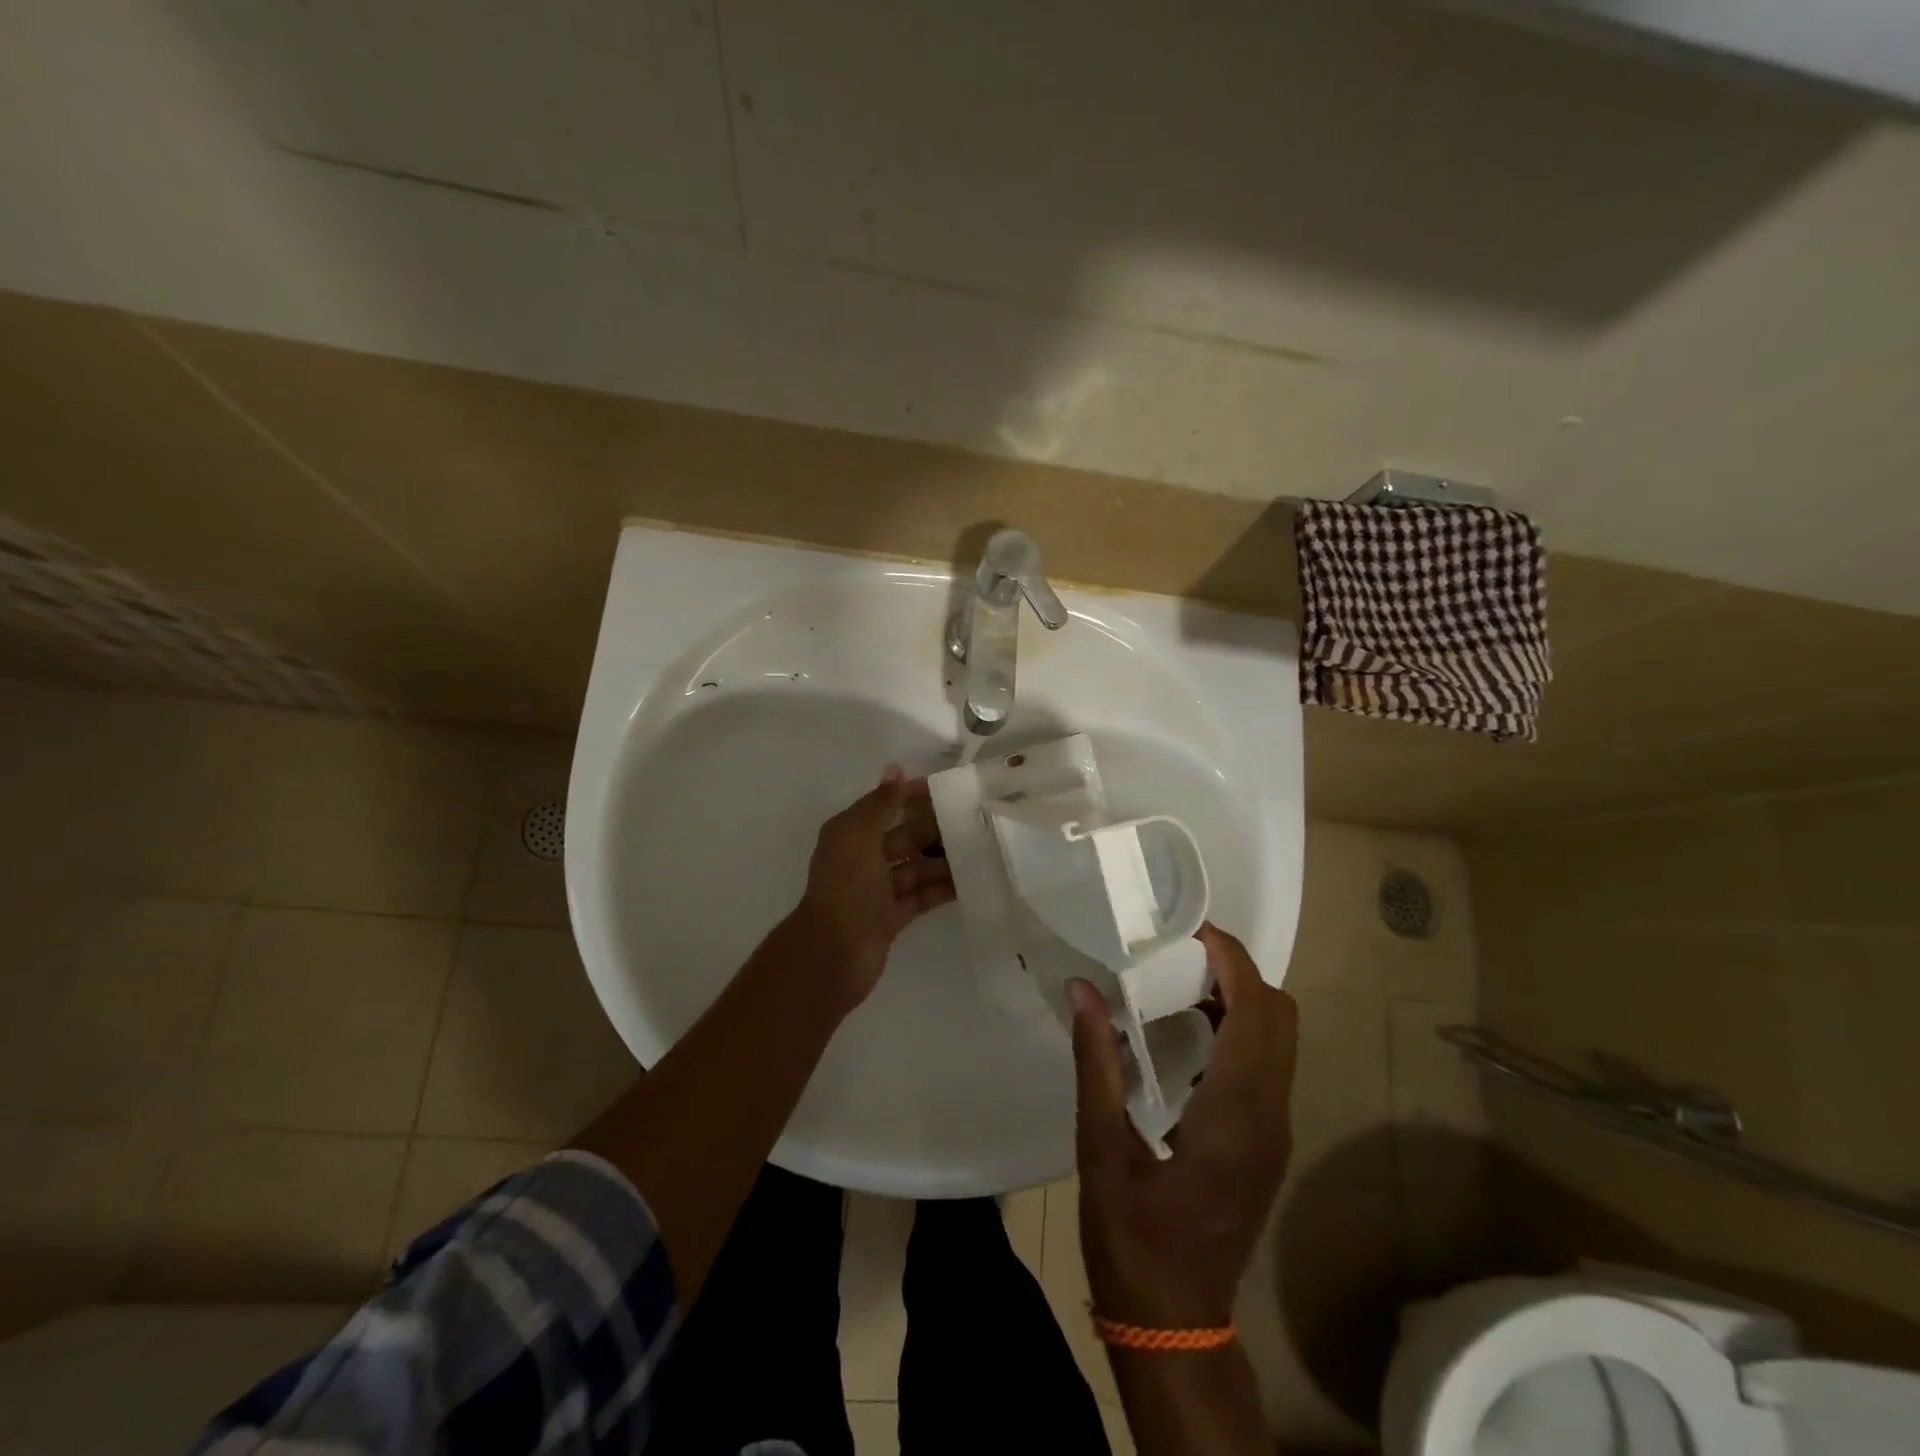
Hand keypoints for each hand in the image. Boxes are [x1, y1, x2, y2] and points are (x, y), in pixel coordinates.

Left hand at [783, 766, 954, 1012]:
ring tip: (981, 849)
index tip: (947, 788)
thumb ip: (880, 804)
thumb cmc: (846, 887)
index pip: (884, 806)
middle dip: (933, 828)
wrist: (834, 953)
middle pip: (904, 837)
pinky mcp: (892, 917)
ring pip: (916, 867)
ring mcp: (878, 890)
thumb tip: (896, 769)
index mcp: (850, 835)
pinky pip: (922, 895)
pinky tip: (971, 880)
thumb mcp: (858, 836)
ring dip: (943, 859)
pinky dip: (942, 888)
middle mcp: (863, 859)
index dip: (910, 796)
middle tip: (974, 819)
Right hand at [1069, 923, 1297, 1328]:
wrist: (1177, 1321)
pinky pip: (1270, 1066)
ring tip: (1179, 983)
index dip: (1233, 961)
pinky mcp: (1269, 1144)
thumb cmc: (1132, 1237)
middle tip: (1179, 953)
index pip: (1257, 1013)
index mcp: (1232, 1114)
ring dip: (1242, 999)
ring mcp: (1276, 1133)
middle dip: (1239, 973)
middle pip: (1281, 1018)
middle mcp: (1269, 1117)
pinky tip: (1188, 1036)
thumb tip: (1083, 991)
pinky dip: (1242, 1031)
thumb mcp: (1100, 1148)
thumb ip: (1095, 1062)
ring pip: (1281, 1040)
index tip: (1191, 930)